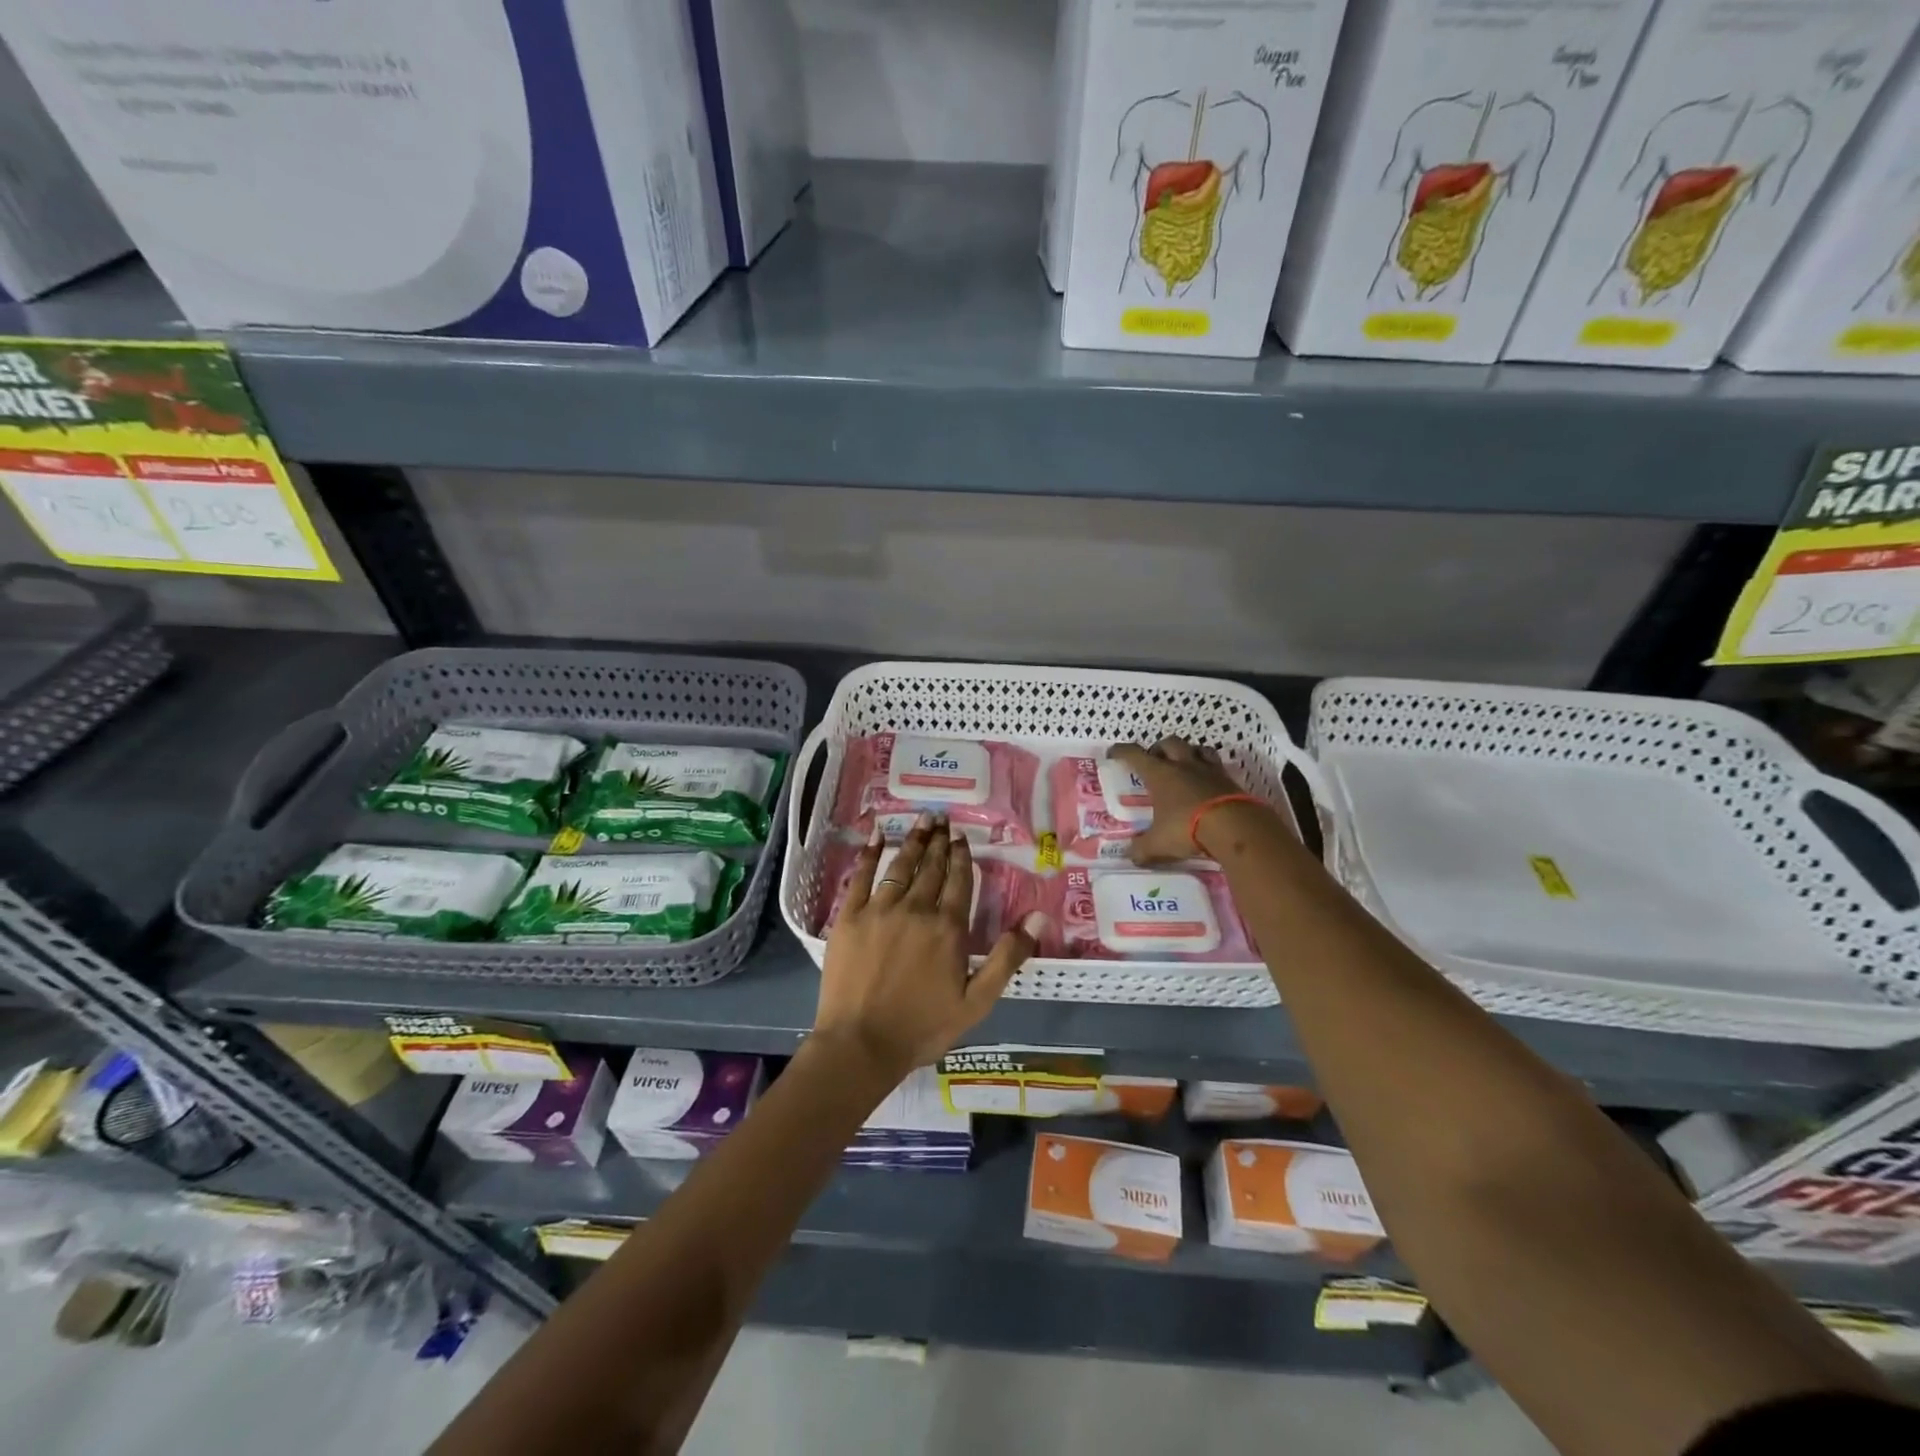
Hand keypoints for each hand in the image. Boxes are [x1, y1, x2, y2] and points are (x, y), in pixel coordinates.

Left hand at [815, 813, 1046, 1080]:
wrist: (861, 1044)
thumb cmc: (923, 1027)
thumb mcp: (978, 1001)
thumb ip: (1008, 956)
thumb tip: (1038, 916)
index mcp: (948, 928)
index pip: (958, 880)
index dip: (961, 855)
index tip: (961, 834)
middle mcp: (916, 909)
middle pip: (931, 867)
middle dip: (939, 841)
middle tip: (942, 818)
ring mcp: (880, 910)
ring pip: (900, 866)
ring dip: (913, 841)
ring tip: (921, 820)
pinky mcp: (850, 917)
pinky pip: (861, 876)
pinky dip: (870, 853)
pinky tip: (877, 834)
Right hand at [1107, 737, 1269, 862]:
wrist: (1235, 827)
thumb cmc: (1187, 828)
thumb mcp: (1159, 843)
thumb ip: (1142, 849)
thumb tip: (1130, 855)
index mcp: (1160, 774)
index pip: (1135, 754)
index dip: (1122, 751)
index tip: (1113, 752)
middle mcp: (1183, 765)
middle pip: (1169, 743)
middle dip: (1159, 748)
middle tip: (1154, 761)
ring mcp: (1209, 770)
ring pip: (1197, 748)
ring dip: (1188, 752)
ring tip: (1184, 765)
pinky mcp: (1230, 780)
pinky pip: (1217, 766)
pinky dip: (1210, 770)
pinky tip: (1208, 783)